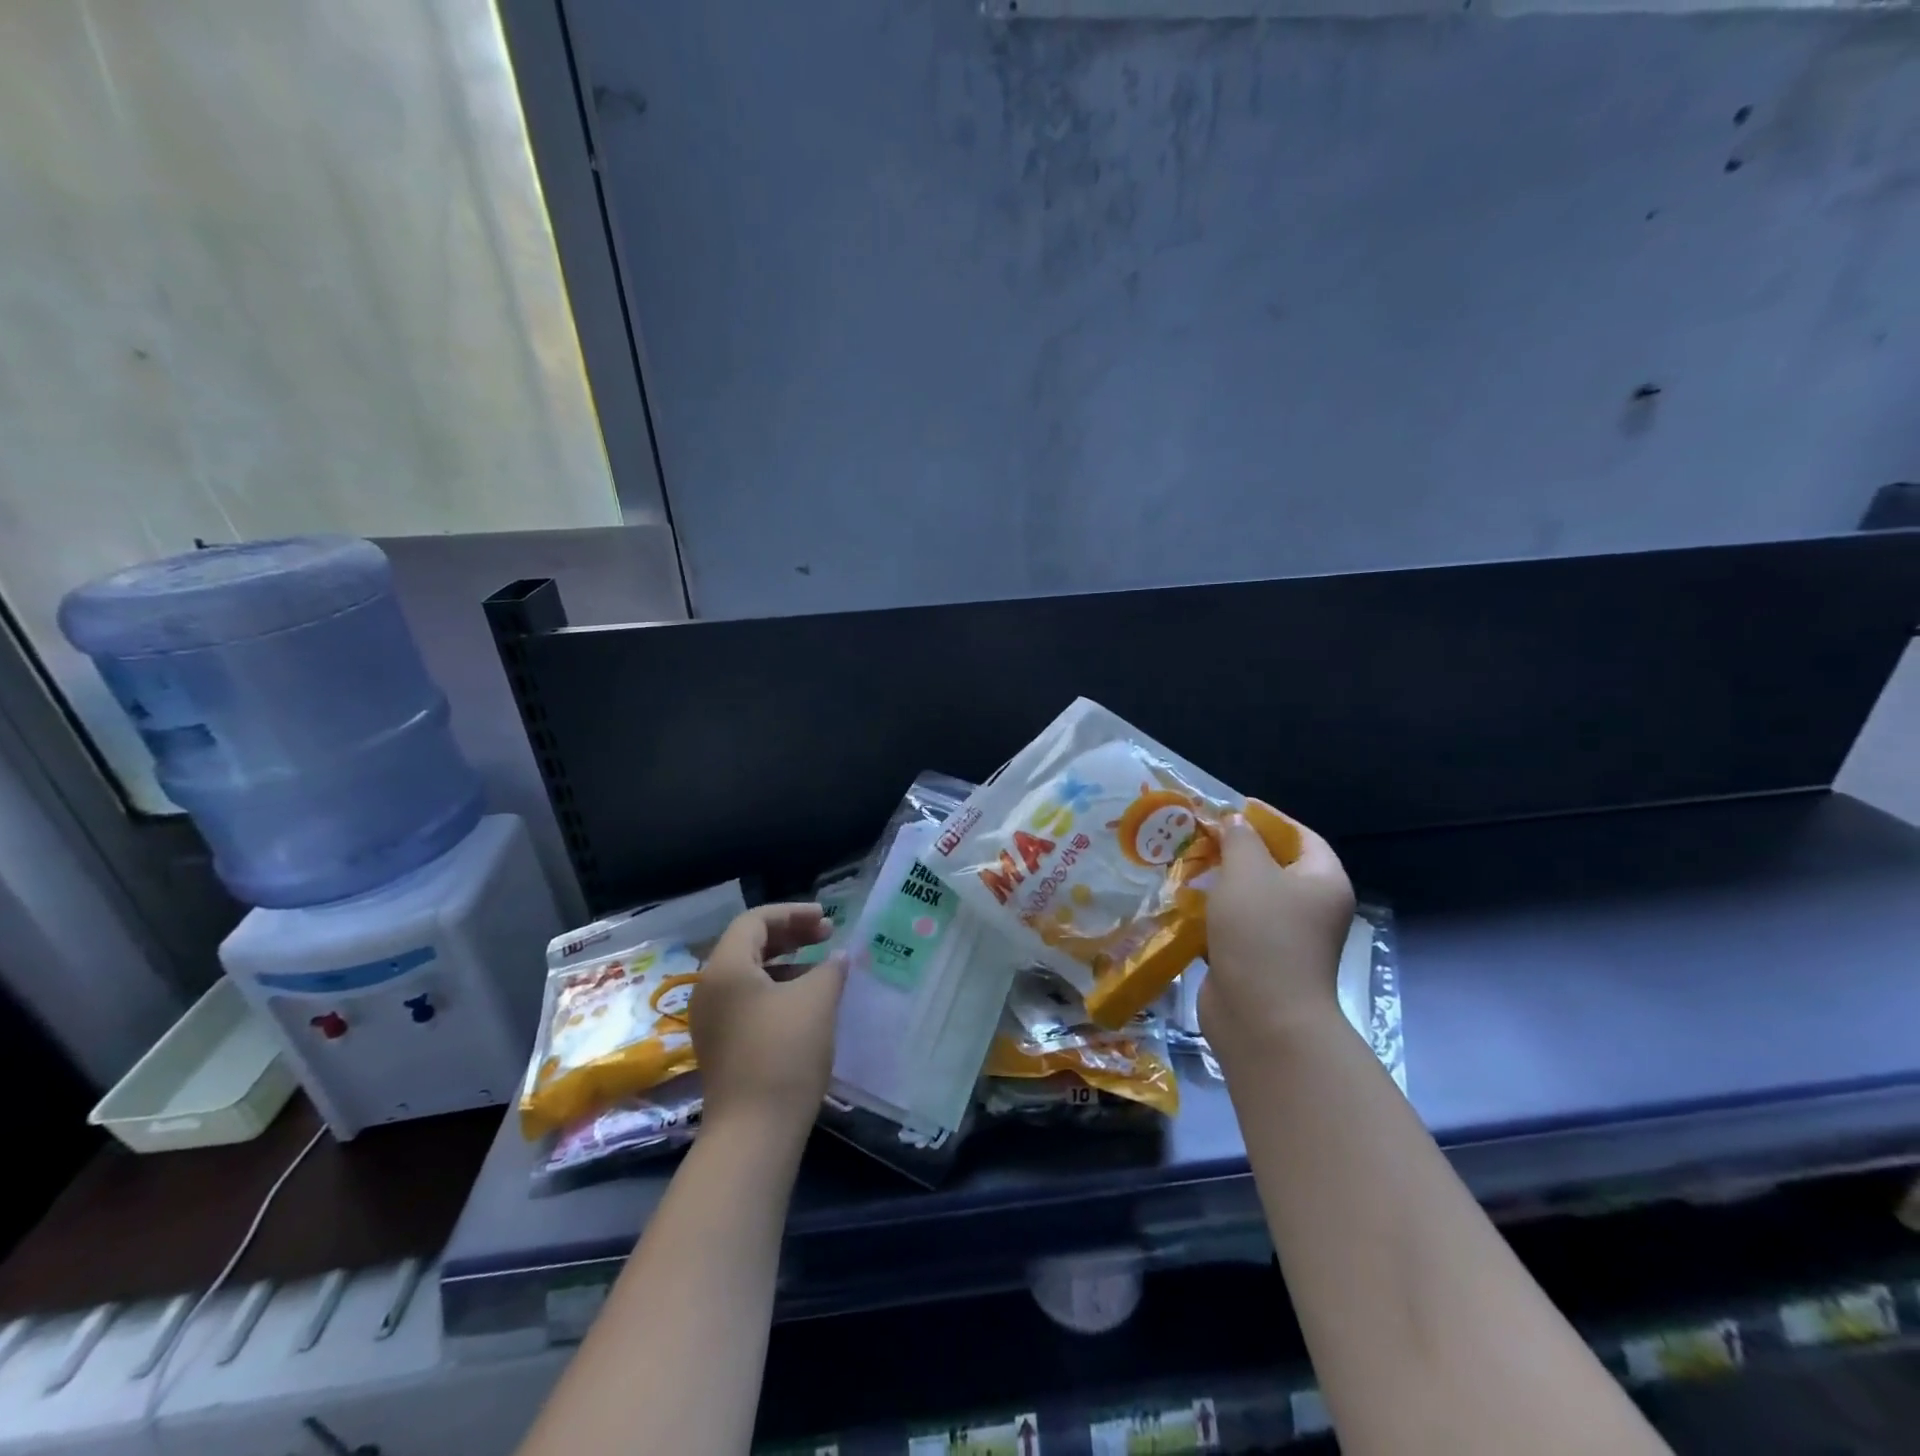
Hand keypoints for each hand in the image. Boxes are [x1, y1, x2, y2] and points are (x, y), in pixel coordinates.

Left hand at [691, 904, 846, 1139]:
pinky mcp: (721, 1044)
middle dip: (791, 935)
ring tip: (823, 968)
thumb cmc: (785, 1052)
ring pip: (750, 973)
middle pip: (749, 944)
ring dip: (787, 962)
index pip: (755, 921)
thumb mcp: (816, 1000)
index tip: (827, 919)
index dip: (793, 913)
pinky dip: (777, 988)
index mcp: (725, 968)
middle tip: (827, 936)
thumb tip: (839, 958)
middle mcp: (710, 988)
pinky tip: (807, 1001)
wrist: (754, 1132)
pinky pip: (748, 999)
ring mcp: (712, 1019)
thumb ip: (831, 968)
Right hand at [1200, 807, 1355, 1060]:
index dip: (1269, 818)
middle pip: (1274, 865)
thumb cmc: (1262, 933)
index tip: (1233, 807)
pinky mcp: (1257, 960)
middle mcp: (1311, 907)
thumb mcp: (1247, 872)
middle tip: (1201, 834)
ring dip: (1219, 881)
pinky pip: (1234, 925)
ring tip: (1185, 862)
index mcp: (1323, 881)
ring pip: (1250, 897)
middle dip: (1237, 849)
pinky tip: (1183, 901)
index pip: (1301, 836)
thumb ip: (1239, 839)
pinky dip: (1211, 912)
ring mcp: (1285, 937)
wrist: (1261, 1017)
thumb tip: (1234, 823)